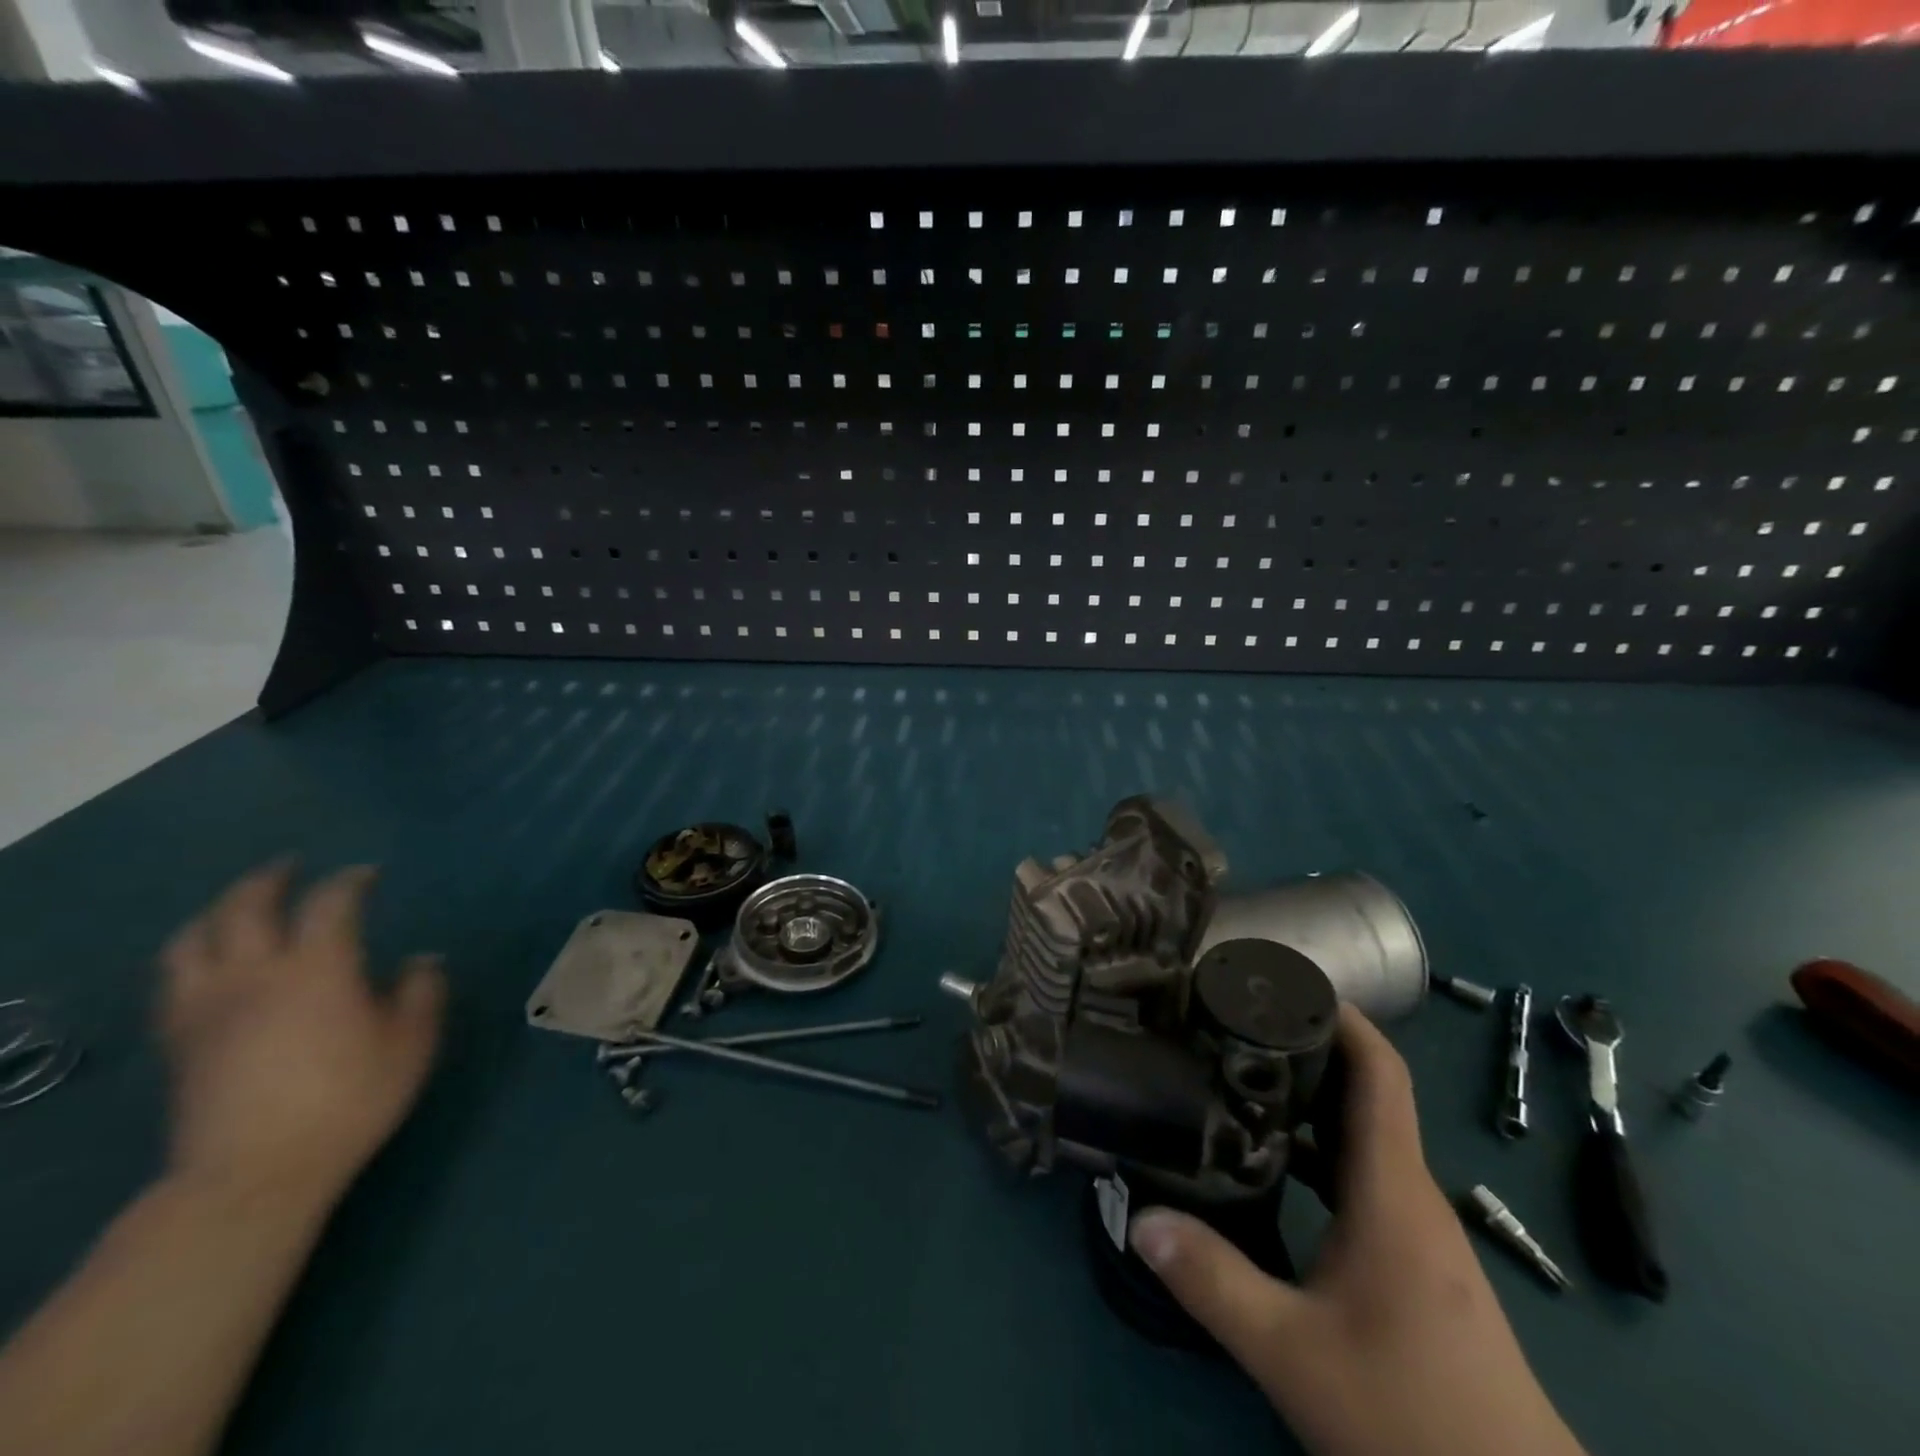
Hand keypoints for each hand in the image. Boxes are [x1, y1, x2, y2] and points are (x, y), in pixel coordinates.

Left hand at [158, 862, 445, 1212]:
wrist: (253, 1174)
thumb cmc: (348, 1100)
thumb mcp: (410, 1044)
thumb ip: (421, 993)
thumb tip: (423, 959)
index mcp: (318, 968)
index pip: (330, 902)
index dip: (350, 880)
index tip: (369, 874)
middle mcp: (255, 974)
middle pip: (245, 908)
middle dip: (270, 879)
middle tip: (292, 867)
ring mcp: (208, 1007)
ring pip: (193, 940)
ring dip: (217, 913)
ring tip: (239, 908)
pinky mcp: (180, 1041)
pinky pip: (174, 982)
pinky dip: (194, 956)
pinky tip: (211, 964)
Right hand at [1128, 1005, 1584, 1455]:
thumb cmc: (1414, 1418)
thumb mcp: (1295, 1354)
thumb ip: (1214, 1282)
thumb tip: (1138, 1217)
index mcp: (1391, 1191)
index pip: (1378, 1072)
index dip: (1340, 1016)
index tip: (1281, 983)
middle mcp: (1409, 1194)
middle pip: (1363, 1092)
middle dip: (1305, 1046)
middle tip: (1233, 1022)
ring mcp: (1415, 1229)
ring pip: (1360, 1136)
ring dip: (1308, 1099)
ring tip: (1238, 1075)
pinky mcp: (1412, 1260)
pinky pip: (1361, 1176)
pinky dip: (1317, 1149)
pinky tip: (1271, 1163)